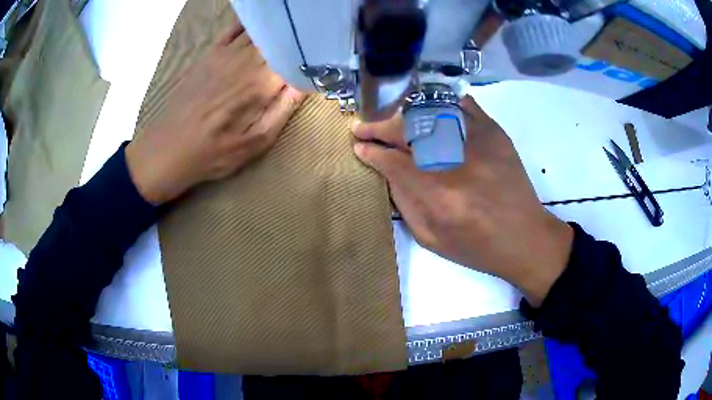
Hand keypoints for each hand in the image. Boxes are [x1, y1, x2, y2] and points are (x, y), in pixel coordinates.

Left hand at [126, 23, 304, 204]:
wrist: (167, 149)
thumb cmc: (212, 153)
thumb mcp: (254, 144)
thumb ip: (282, 110)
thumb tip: (305, 83)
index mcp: (261, 83)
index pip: (295, 57)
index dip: (311, 54)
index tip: (323, 55)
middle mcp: (246, 61)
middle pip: (280, 39)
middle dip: (297, 39)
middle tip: (310, 40)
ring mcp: (225, 54)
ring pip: (260, 31)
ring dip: (278, 30)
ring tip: (292, 30)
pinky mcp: (210, 54)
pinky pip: (234, 29)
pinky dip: (249, 24)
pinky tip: (260, 24)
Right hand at [352, 95, 572, 305]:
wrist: (524, 237)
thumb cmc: (477, 247)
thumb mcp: (431, 239)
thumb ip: (404, 203)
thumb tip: (387, 171)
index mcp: (438, 195)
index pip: (394, 162)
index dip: (372, 151)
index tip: (359, 146)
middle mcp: (456, 161)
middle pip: (408, 130)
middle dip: (379, 126)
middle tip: (364, 126)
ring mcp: (479, 142)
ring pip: (432, 112)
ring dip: (403, 113)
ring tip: (390, 118)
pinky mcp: (495, 134)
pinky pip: (464, 106)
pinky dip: (442, 103)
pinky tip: (428, 108)